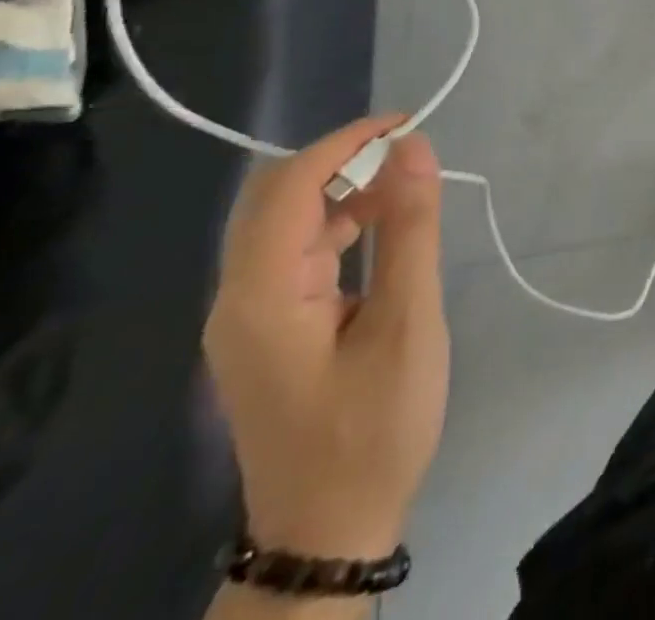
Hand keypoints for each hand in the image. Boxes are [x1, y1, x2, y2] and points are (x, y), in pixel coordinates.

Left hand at [205, 116, 449, 559]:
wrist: (329, 531)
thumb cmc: (374, 427)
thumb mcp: (407, 322)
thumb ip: (409, 229)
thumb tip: (414, 147)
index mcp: (262, 296)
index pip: (289, 186)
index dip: (346, 142)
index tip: (408, 123)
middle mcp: (240, 298)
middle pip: (276, 198)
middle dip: (343, 162)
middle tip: (410, 157)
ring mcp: (250, 316)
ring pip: (287, 222)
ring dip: (344, 191)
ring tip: (408, 187)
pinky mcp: (269, 329)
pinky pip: (298, 253)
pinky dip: (341, 224)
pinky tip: (384, 227)